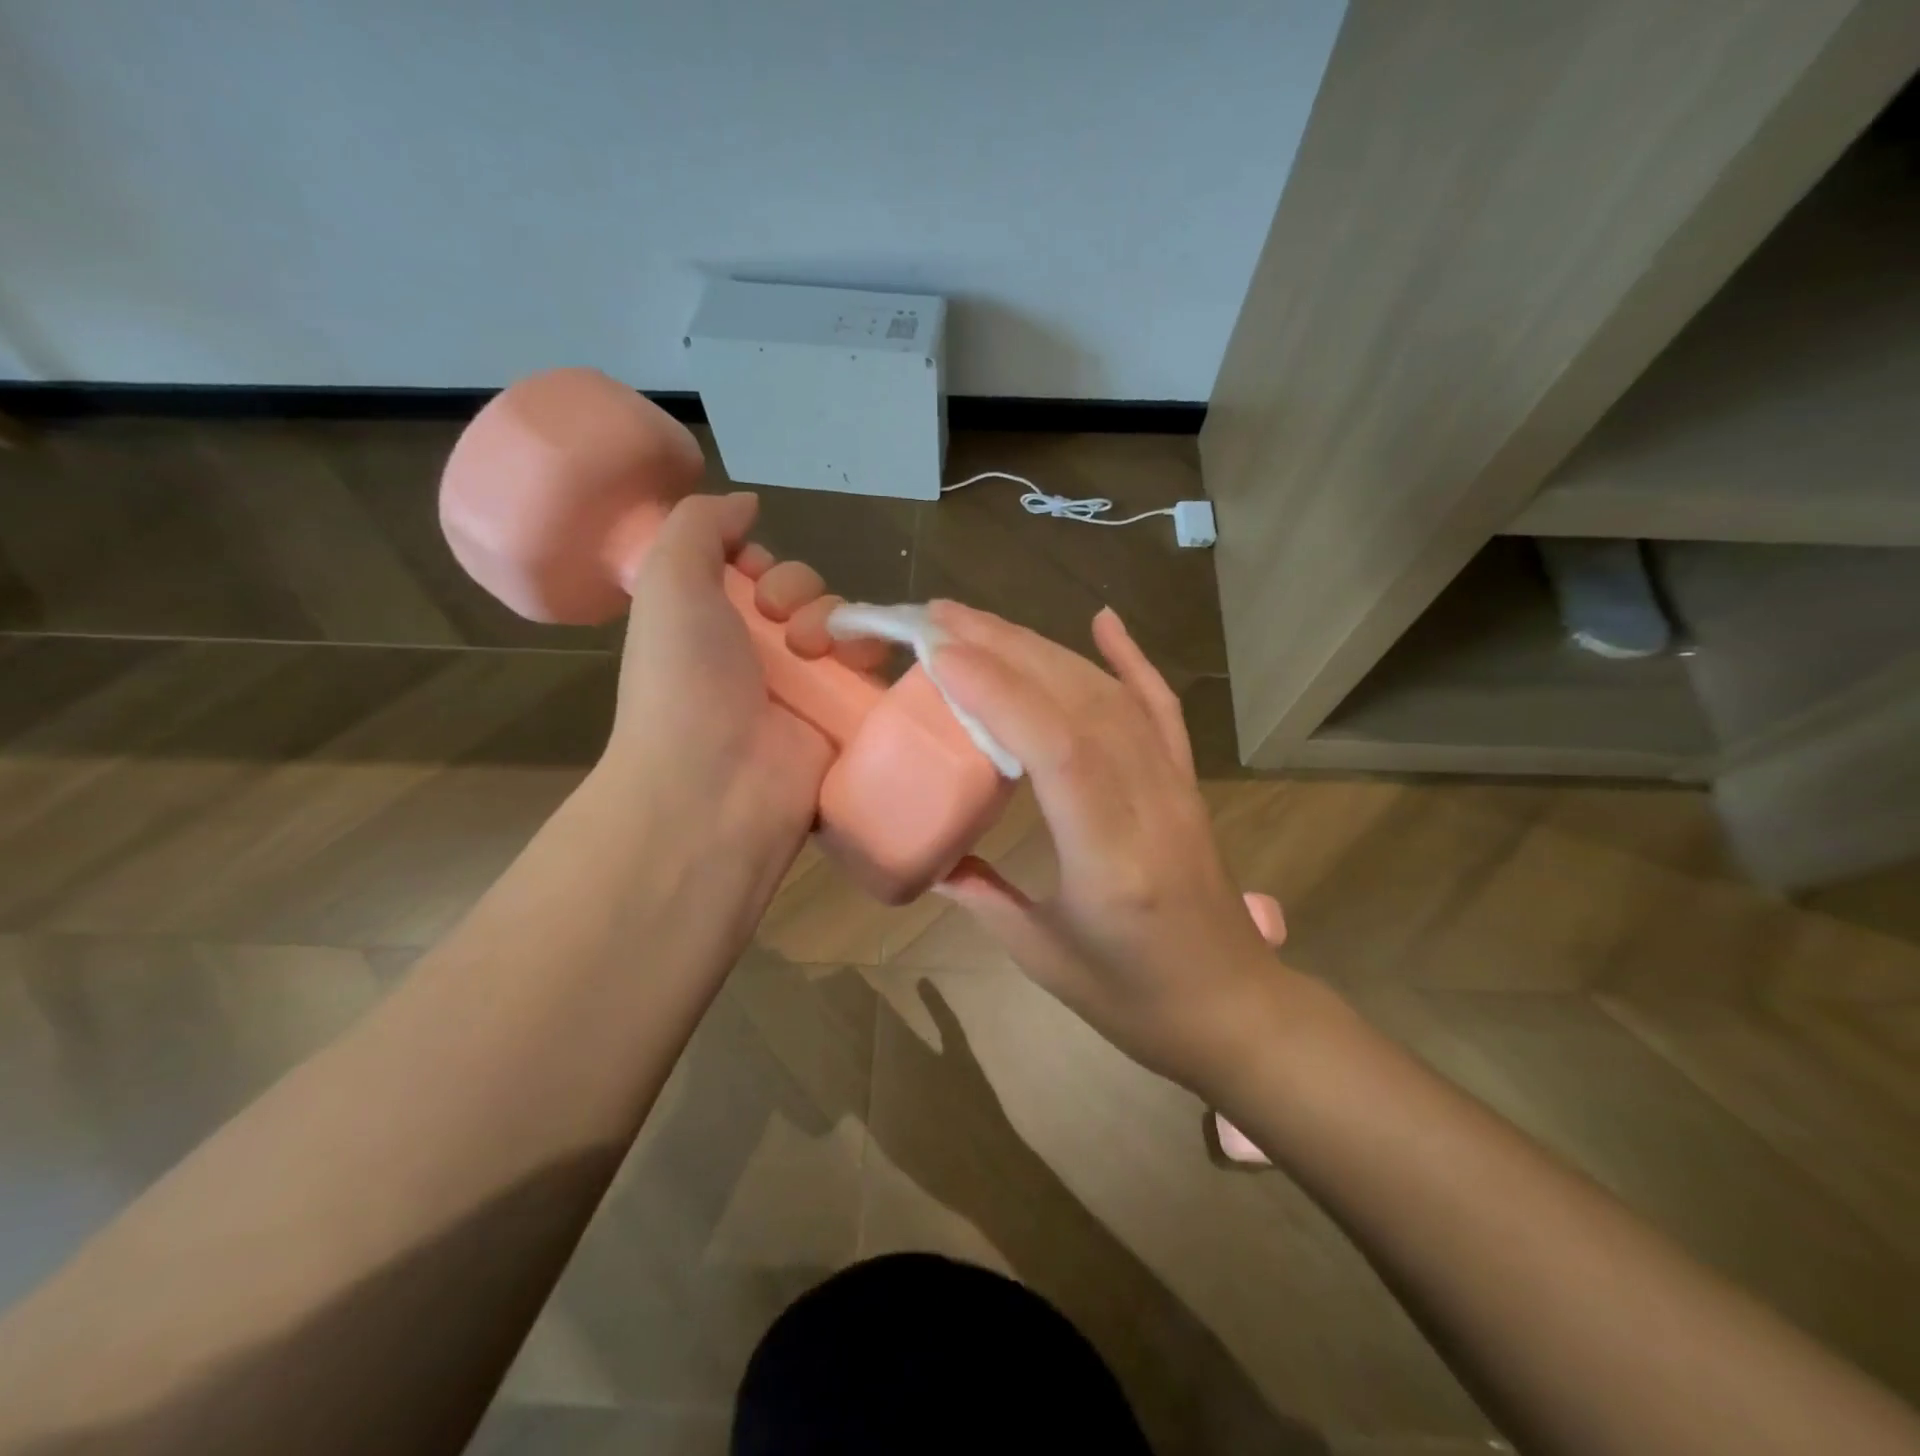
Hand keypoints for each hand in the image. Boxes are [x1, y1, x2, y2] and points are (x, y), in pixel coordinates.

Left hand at [603, 491, 867, 868]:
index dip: (760, 563)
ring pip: (843, 624)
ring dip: (833, 617)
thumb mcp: (667, 581)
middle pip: (805, 594)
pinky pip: (872, 666)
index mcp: (711, 626)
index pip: (754, 575)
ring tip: (812, 648)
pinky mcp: (844, 715)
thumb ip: (699, 525)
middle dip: (797, 590)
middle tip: (776, 618)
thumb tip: (745, 504)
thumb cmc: (683, 679)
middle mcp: (759, 655)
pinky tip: (851, 658)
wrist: (716, 783)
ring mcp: (805, 688)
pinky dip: (869, 649)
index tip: (749, 572)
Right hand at [926, 602, 1293, 1087]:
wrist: (1234, 1009)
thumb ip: (981, 897)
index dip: (999, 692)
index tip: (940, 652)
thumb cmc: (1134, 998)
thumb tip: (931, 853)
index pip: (1057, 749)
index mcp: (1109, 857)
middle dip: (1007, 649)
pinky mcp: (1185, 782)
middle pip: (1080, 703)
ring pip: (1110, 695)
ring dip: (1045, 648)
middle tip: (941, 616)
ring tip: (984, 622)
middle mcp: (1148, 804)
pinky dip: (1131, 659)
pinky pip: (1159, 708)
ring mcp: (1174, 786)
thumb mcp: (1042, 956)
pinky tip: (1104, 620)